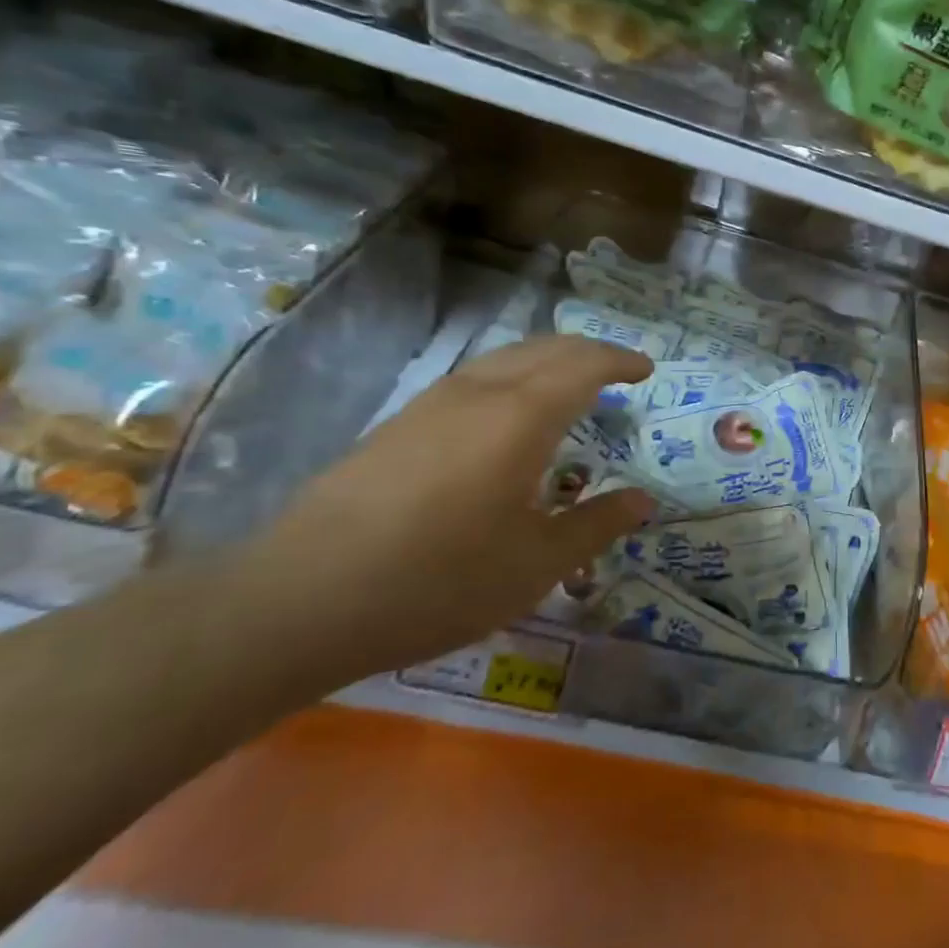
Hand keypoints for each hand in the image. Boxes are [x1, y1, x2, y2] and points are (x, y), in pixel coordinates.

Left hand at [230, 337, 655, 686]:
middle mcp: (479, 393)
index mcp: (522, 417)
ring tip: (567, 390)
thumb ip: (596, 525)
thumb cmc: (439, 581)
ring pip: (503, 359)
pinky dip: (510, 380)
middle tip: (615, 374)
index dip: (620, 360)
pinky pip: (472, 380)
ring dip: (546, 362)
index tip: (646, 370)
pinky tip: (504, 421)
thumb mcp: (536, 564)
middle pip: (544, 348)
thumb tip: (642, 501)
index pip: (584, 363)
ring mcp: (430, 404)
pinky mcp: (397, 424)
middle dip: (588, 352)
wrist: (302, 600)